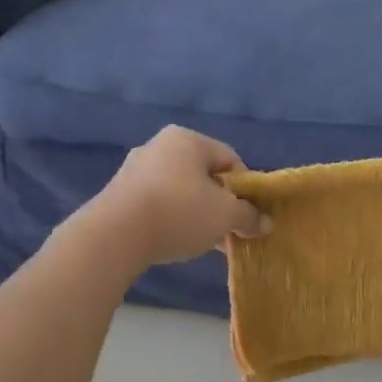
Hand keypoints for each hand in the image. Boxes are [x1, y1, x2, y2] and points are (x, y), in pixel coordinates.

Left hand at [91, 126, 268, 267]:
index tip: (248, 215)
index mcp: (188, 139)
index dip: (245, 188)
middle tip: (229, 231)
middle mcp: (160, 146)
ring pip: (181, 191)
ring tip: (205, 242)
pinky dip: (173, 218)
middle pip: (204, 175)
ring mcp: (136, 168)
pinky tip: (177, 240)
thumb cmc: (180, 213)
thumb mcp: (225, 216)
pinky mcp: (120, 192)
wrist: (116, 234)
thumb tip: (265, 223)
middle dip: (220, 204)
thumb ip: (248, 216)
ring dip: (197, 214)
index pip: (230, 159)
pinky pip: (158, 202)